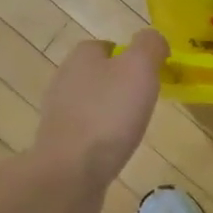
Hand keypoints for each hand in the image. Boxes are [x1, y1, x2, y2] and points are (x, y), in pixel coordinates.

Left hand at [33, 30, 167, 212]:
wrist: (70, 173)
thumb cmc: (108, 115)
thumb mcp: (139, 69)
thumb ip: (149, 46)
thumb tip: (153, 39)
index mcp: (82, 57)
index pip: (107, 46)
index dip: (130, 57)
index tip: (151, 75)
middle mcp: (64, 80)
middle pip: (99, 75)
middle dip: (121, 85)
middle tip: (146, 101)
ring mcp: (58, 114)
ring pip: (92, 103)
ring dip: (111, 112)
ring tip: (133, 127)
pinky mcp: (59, 144)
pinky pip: (86, 132)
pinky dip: (102, 137)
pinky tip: (115, 149)